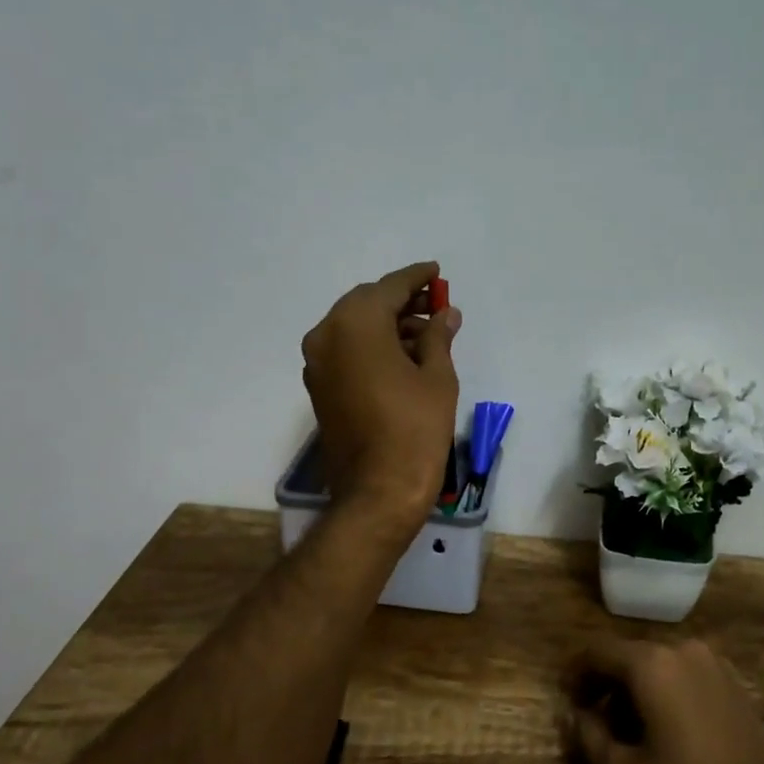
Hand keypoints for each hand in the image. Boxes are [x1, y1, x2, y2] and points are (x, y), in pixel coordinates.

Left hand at [301, 261, 460, 524]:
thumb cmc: (415, 429)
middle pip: (366, 304)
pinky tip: (404, 356)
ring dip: (387, 324)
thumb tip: (445, 313)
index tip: (436, 272)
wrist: (378, 491)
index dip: (416, 278)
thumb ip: (439, 337)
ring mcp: (318, 363)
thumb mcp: (437, 377)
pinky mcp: (319, 387)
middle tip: (434, 304)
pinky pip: (346, 351)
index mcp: (356, 324)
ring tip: (427, 335)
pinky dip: (372, 345)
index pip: (389, 288)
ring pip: (354, 327)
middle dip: (400, 301)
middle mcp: (327, 335)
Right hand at [564, 638, 763, 763]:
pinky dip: (665, 691)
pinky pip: (685, 674)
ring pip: (659, 665)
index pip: (598, 651)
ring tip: (626, 729)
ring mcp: (714, 664)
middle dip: (606, 682)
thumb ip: (587, 737)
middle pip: (629, 655)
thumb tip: (572, 715)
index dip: (576, 673)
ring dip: (635, 688)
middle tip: (591, 718)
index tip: (565, 698)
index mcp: (652, 663)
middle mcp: (683, 650)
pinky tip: (664, 729)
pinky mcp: (734, 683)